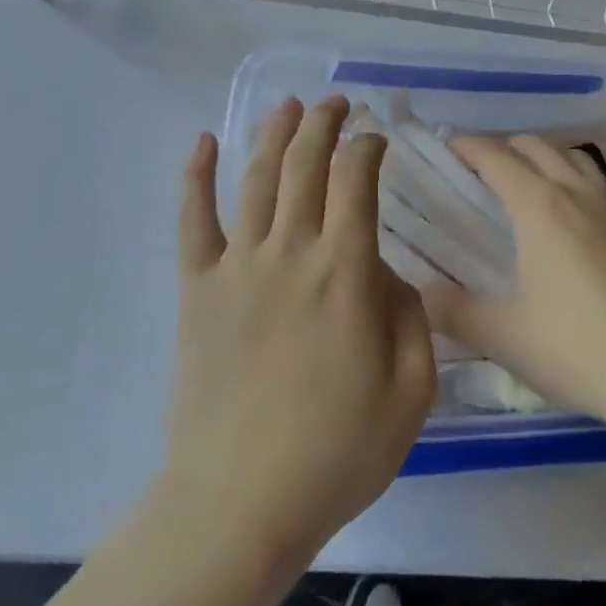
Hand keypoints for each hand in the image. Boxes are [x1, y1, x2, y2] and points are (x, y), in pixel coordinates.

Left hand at [165, 96, 435, 574]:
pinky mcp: (197, 288)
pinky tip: (203, 142)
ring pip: (256, 177)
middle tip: (337, 102)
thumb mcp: (411, 392)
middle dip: (325, 123)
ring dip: (274, 133)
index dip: (368, 147)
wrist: (239, 503)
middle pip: (306, 164)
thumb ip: (412, 317)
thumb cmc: (336, 452)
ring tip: (288, 105)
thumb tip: (386, 272)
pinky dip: (196, 176)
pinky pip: (193, 220)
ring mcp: (237, 265)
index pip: (357, 181)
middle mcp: (290, 251)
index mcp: (344, 272)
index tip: (377, 138)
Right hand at [423, 134, 605, 434]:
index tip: (449, 146)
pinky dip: (580, 181)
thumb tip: (422, 296)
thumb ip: (454, 311)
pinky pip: (604, 184)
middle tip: (483, 169)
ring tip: (531, 182)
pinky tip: (581, 215)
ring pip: (575, 158)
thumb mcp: (503, 335)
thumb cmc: (576, 347)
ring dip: (545, 157)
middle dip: (505, 147)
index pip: (496, 157)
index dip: (468, 146)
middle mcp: (577, 192)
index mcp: (539, 206)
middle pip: (536, 146)